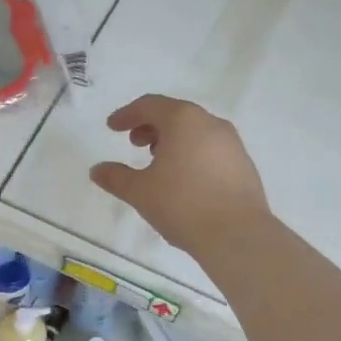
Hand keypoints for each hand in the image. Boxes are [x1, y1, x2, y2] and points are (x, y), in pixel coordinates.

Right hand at [90, 95, 270, 256]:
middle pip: (175, 114)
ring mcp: (232, 143)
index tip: (112, 127)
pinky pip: (211, 149)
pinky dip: (191, 154)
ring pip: (195, 131)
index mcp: (183, 120)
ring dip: (172, 140)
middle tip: (134, 144)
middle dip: (151, 126)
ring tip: (158, 163)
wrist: (237, 235)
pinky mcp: (244, 164)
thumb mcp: (140, 191)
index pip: (150, 105)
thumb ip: (115, 177)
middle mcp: (211, 123)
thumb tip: (97, 170)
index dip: (127, 114)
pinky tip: (184, 179)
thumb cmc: (182, 204)